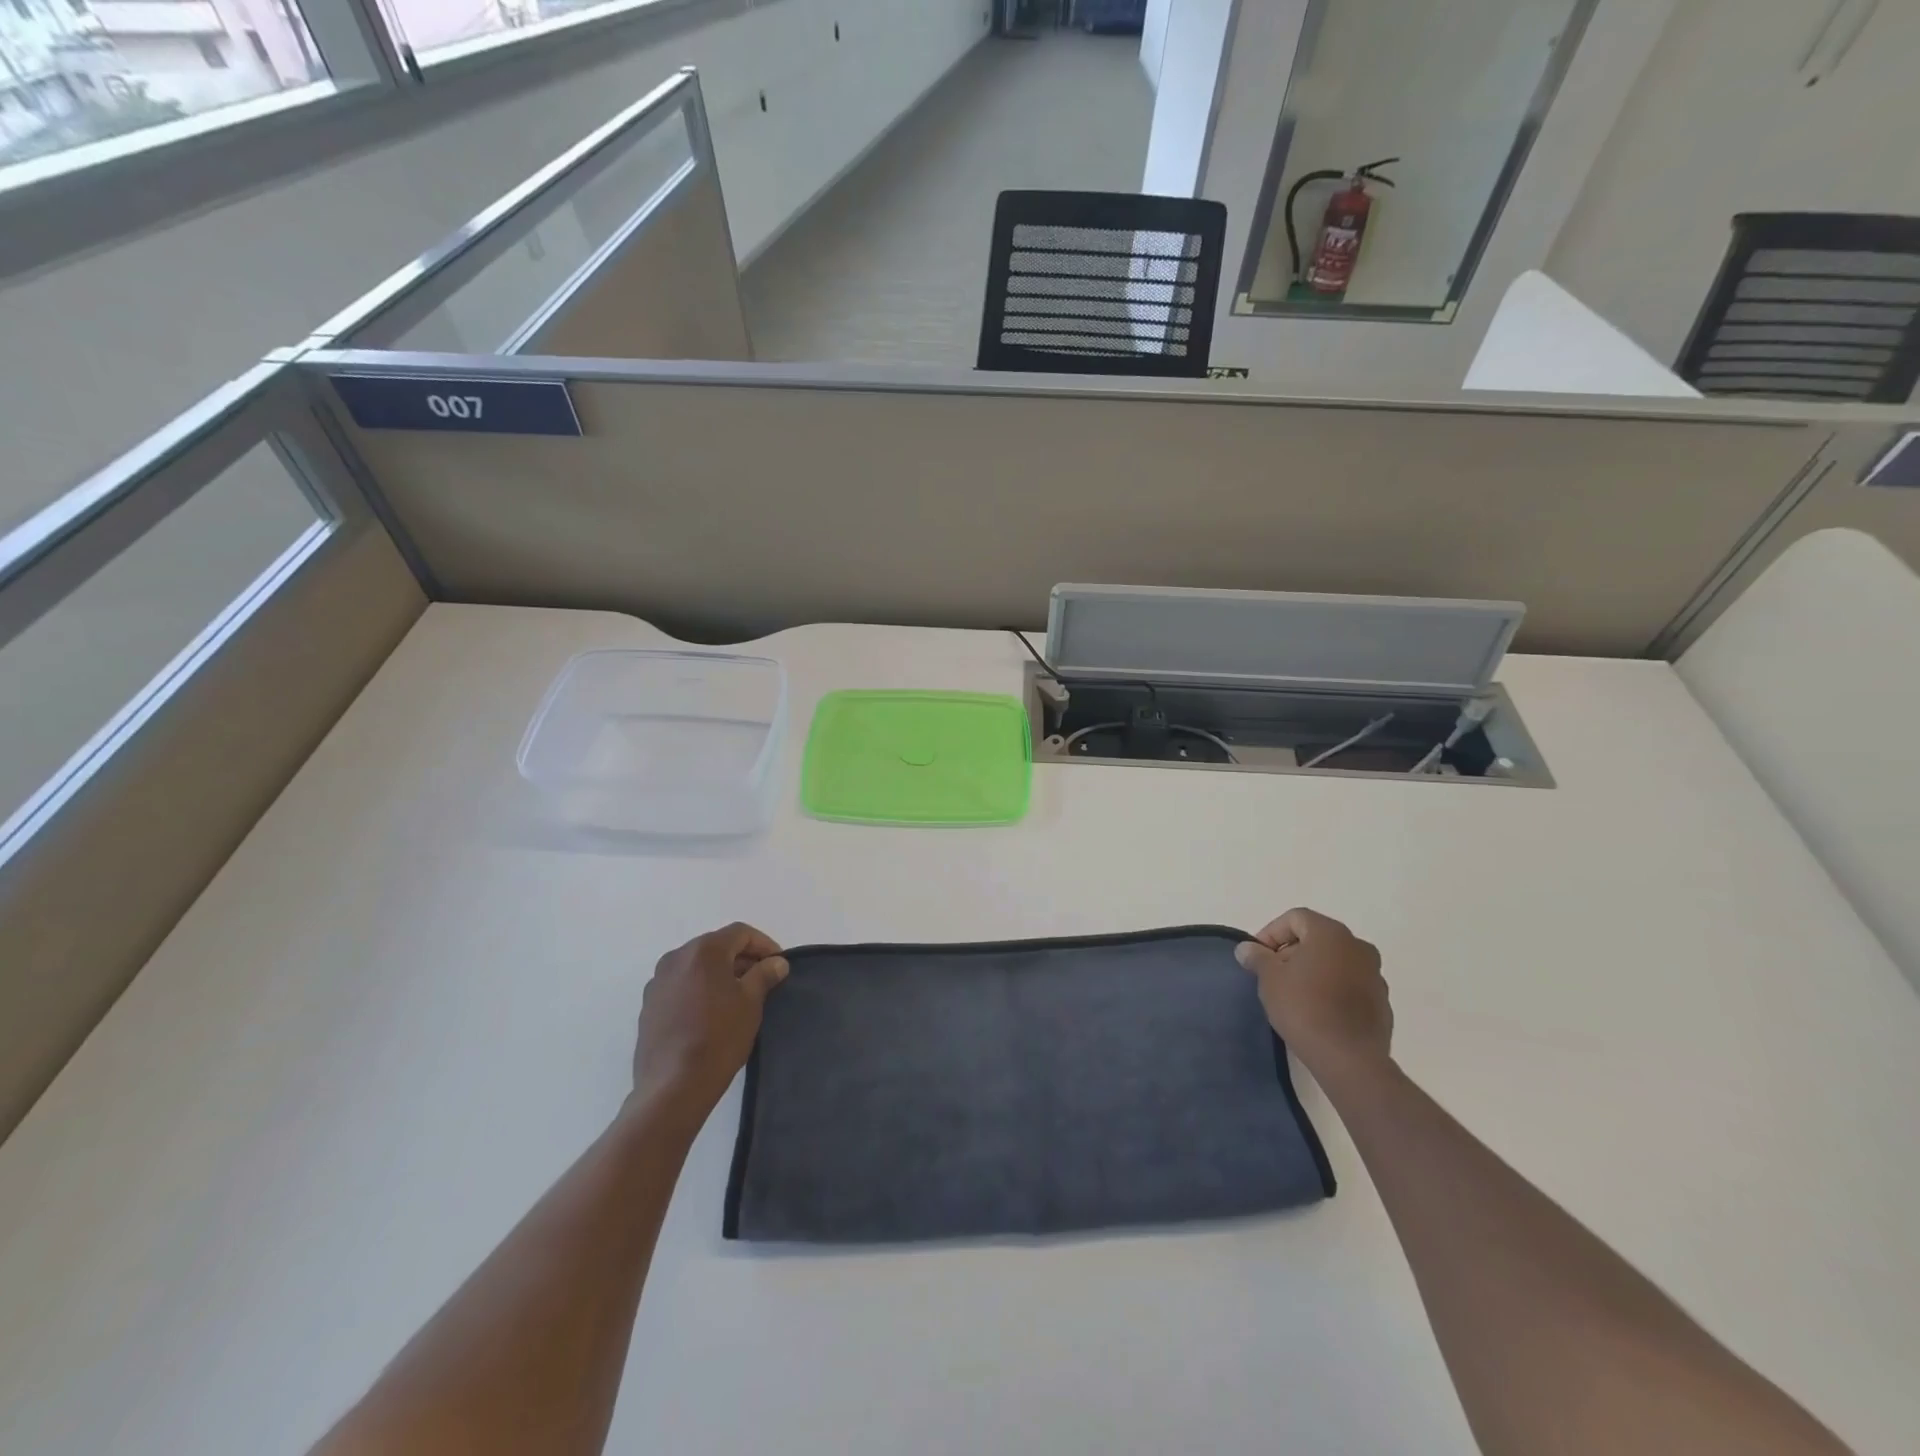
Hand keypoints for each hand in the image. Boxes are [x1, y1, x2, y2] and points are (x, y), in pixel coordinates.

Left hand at [632, 922, 788, 1126]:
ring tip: (738, 997)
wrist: (673, 1086)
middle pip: (716, 946)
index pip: (740, 933)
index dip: (764, 944)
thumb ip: (764, 975)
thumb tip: (776, 962)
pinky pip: (681, 985)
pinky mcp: (648, 1006)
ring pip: (696, 966)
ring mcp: (657, 982)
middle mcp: (675, 958)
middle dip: (741, 958)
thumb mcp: (751, 1002)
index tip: (778, 964)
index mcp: (703, 951)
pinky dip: (699, 989)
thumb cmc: (719, 1037)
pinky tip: (711, 1013)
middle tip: (762, 978)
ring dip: (719, 973)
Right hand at [1236, 908, 1390, 1083]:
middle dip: (1292, 951)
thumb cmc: (1304, 1008)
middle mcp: (1358, 947)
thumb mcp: (1270, 979)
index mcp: (1331, 933)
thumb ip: (1258, 957)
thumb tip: (1247, 948)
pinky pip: (1350, 985)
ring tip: (1294, 995)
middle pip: (1317, 938)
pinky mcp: (1382, 1002)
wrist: (1349, 1059)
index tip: (1258, 957)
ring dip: (1313, 970)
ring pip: (1336, 962)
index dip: (1271, 933)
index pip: (1295, 918)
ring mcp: (1375, 975)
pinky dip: (1332, 989)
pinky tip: (1317, 1011)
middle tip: (1272, 975)